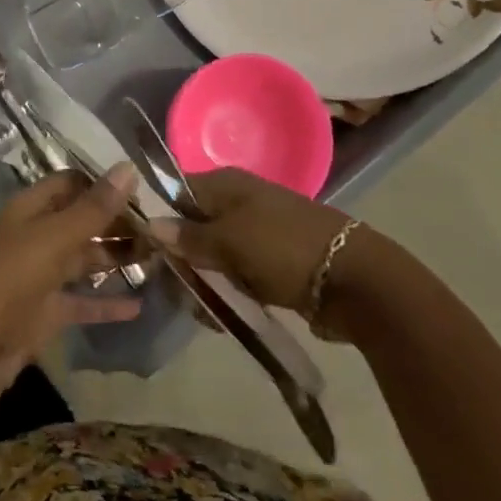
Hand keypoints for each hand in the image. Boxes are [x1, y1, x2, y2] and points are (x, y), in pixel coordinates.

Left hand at [0, 165, 143, 404]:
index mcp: (32, 209)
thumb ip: (94, 208)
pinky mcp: (45, 314)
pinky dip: (107, 304)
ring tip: (159, 259)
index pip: (72, 184)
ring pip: (85, 261)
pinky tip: (140, 305)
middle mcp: (37, 236)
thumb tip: (128, 168)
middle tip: (161, 229)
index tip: (143, 191)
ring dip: (116, 259)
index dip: (104, 184)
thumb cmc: (8, 279)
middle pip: (82, 221)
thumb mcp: (54, 238)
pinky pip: (82, 303)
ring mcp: (41, 276)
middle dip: (116, 223)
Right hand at [148, 168, 353, 312]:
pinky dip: (229, 292)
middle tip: (179, 292)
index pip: (177, 192)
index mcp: (225, 183)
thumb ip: (189, 236)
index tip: (147, 254)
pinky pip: (236, 274)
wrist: (352, 279)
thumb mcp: (230, 240)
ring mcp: (255, 232)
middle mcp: (237, 201)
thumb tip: (150, 225)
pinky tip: (224, 317)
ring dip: (206, 282)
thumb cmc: (283, 248)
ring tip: (206, 312)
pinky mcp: (270, 262)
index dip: (160, 220)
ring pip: (214, 254)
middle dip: (183, 260)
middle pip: (193, 226)